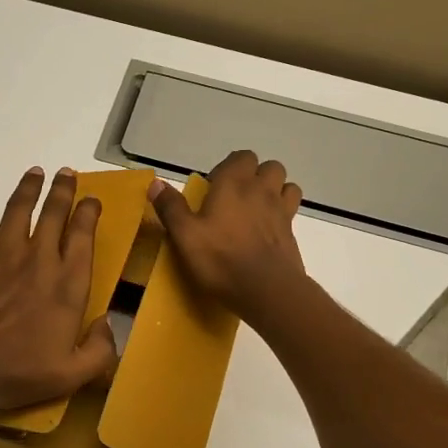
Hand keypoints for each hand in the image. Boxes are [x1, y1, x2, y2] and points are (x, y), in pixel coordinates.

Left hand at [0, 167, 118, 419]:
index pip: (83, 236)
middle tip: (67, 174)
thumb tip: (110, 324)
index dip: (89, 213)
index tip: (92, 201)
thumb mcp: (72, 375)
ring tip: (37, 171)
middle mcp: (40, 257)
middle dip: (64, 190)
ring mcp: (3, 249)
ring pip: (21, 206)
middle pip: (55, 212)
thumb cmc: (17, 372)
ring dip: (31, 186)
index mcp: (68, 283)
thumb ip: (101, 350)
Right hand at [151, 150, 308, 323]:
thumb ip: (171, 207)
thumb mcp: (185, 235)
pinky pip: (292, 210)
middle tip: (236, 198)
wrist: (266, 289)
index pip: (241, 157)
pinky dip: (282, 212)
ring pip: (286, 185)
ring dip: (274, 190)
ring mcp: (281, 210)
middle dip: (255, 175)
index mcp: (234, 184)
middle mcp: (261, 190)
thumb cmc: (220, 259)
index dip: (228, 168)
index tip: (213, 188)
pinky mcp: (292, 232)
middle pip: (268, 167)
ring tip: (256, 209)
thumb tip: (155, 183)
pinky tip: (268, 229)